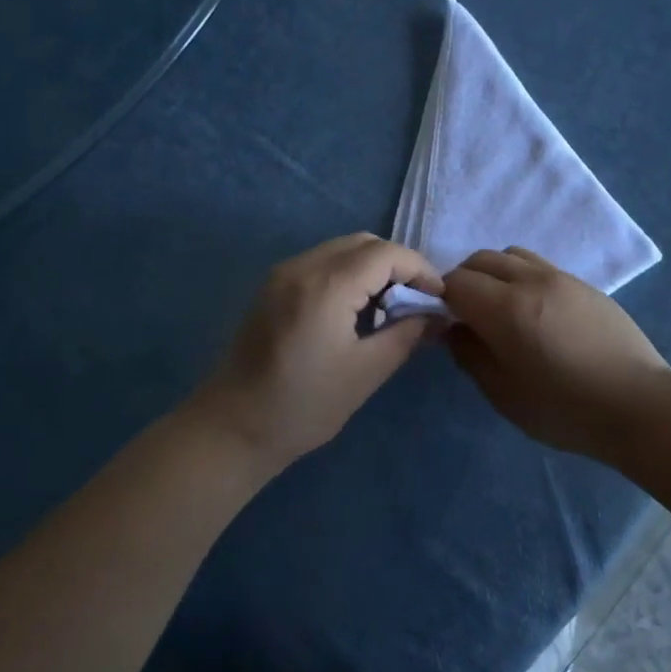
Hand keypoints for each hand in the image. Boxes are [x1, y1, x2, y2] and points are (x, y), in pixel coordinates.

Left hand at [191, 234, 442, 470]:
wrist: (231, 428)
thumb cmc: (303, 407)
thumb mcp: (365, 373)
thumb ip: (406, 335)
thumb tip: (437, 316)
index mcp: (325, 286)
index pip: (386, 254)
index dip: (420, 269)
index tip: (438, 300)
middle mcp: (301, 267)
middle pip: (363, 243)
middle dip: (397, 265)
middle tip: (417, 302)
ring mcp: (281, 274)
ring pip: (341, 250)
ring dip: (372, 269)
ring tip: (391, 308)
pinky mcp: (271, 288)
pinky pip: (321, 263)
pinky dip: (348, 275)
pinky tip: (357, 311)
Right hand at [443, 247, 669, 460]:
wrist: (638, 405)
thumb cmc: (564, 409)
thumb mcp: (503, 394)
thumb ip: (470, 355)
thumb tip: (454, 329)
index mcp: (506, 308)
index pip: (456, 282)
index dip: (442, 300)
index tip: (446, 324)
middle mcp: (532, 280)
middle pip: (482, 260)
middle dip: (465, 282)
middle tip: (469, 317)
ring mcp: (563, 278)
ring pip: (513, 255)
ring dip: (495, 274)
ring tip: (502, 310)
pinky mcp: (586, 286)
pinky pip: (541, 267)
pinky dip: (523, 279)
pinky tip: (536, 314)